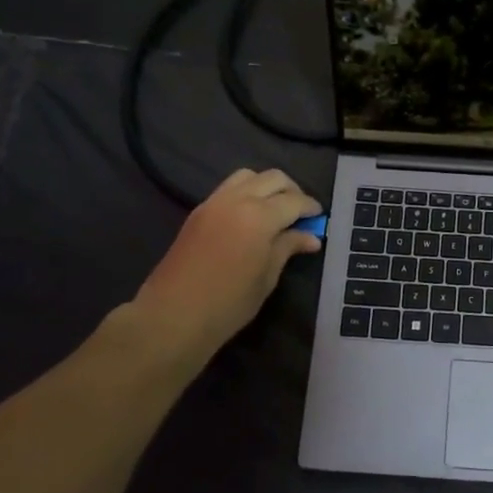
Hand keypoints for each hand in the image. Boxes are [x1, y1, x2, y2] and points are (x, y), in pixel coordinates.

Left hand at [129, 168, 322, 360]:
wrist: (173, 316)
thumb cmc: (228, 303)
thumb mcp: (267, 277)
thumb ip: (288, 248)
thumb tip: (311, 237)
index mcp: (259, 216)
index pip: (294, 200)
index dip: (311, 208)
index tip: (320, 218)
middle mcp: (237, 200)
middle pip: (273, 178)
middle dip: (292, 190)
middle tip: (301, 213)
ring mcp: (214, 202)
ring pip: (248, 176)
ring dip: (267, 186)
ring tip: (275, 210)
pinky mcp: (198, 211)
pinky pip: (228, 188)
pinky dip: (246, 192)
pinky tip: (251, 217)